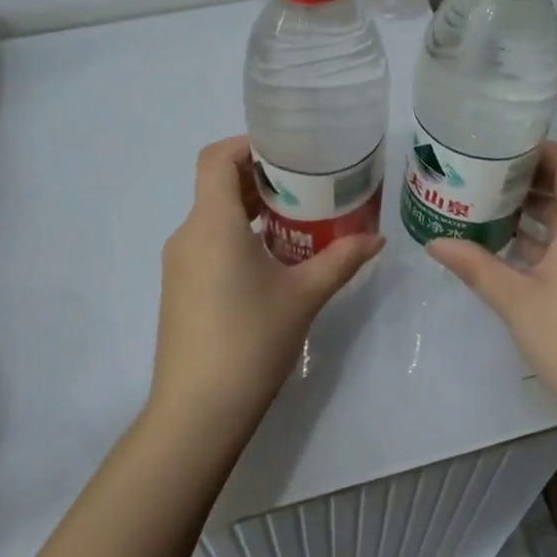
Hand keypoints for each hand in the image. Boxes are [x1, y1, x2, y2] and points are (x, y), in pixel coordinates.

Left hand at [149, 136, 383, 442]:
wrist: (197, 412)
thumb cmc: (251, 341)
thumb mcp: (304, 295)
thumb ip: (341, 260)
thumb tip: (377, 239)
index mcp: (212, 223)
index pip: (216, 157)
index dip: (248, 144)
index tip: (287, 152)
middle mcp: (188, 234)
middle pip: (217, 184)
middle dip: (260, 177)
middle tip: (307, 183)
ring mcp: (179, 263)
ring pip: (213, 215)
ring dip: (250, 208)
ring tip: (297, 218)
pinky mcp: (179, 288)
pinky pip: (208, 242)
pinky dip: (237, 235)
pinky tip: (272, 259)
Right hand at [427, 142, 556, 435]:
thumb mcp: (515, 300)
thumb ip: (474, 265)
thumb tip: (433, 241)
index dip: (538, 149)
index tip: (500, 147)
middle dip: (528, 178)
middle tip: (483, 174)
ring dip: (535, 208)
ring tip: (489, 203)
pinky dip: (547, 235)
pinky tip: (511, 246)